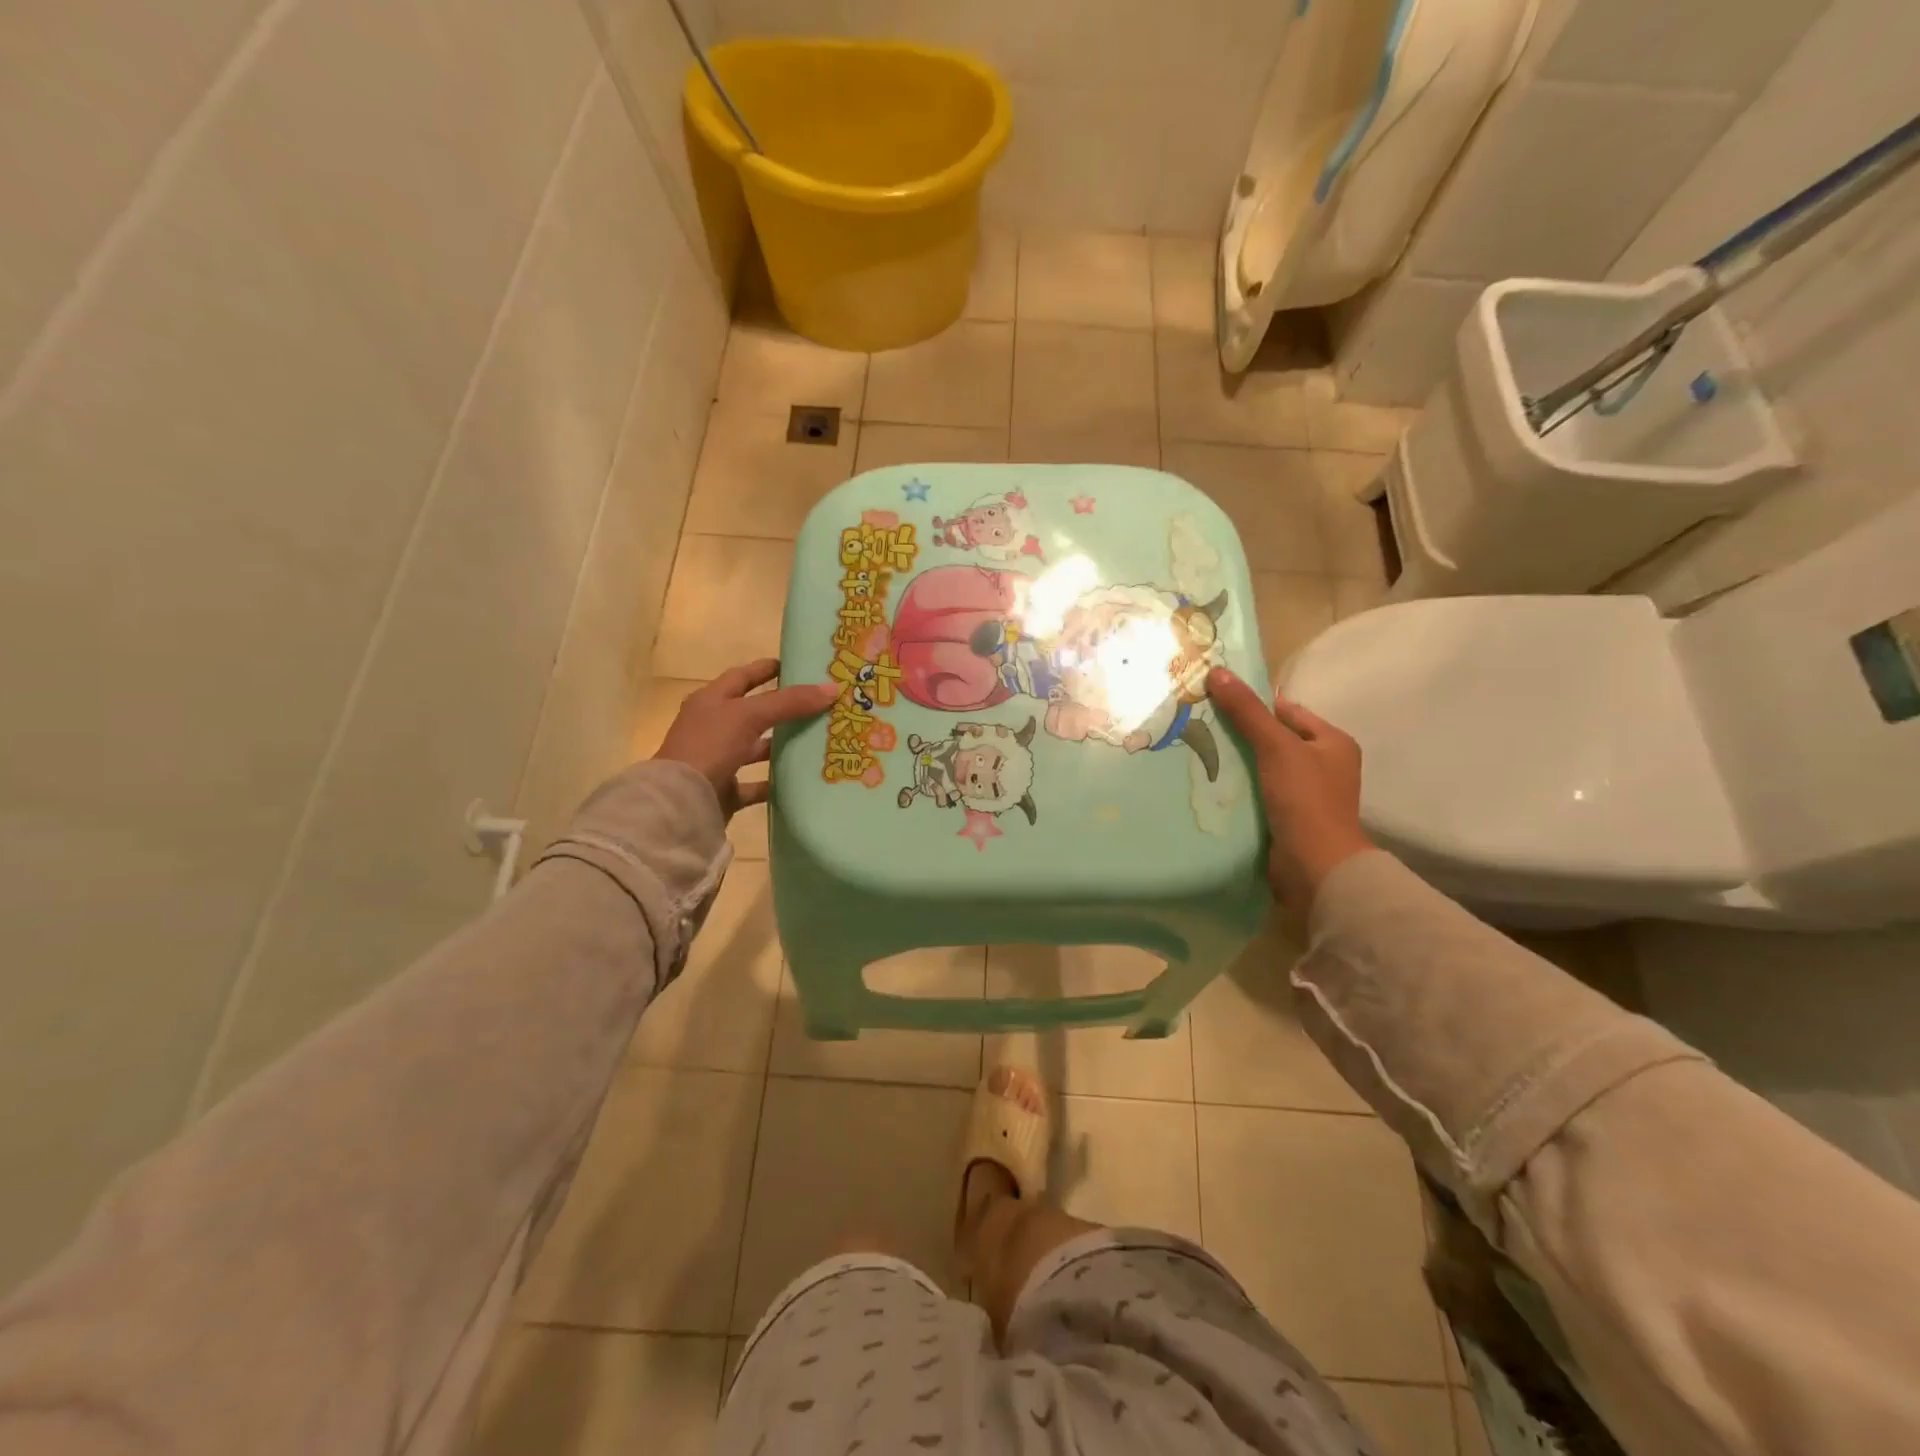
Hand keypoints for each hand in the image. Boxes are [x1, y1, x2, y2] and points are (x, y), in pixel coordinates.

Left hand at [654, 659, 837, 818]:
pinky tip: (801, 779)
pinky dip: (776, 782)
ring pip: (756, 748)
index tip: (797, 666)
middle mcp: (713, 727)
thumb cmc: (709, 746)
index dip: (767, 669)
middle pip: (753, 712)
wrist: (680, 802)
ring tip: (817, 740)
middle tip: (819, 703)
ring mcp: (718, 759)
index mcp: (711, 700)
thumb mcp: (749, 715)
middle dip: (783, 708)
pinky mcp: (725, 790)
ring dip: (781, 745)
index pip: (743, 676)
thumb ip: (790, 702)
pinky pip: (756, 783)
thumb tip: (833, 688)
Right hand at [1206, 667, 1372, 911]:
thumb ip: (1247, 712)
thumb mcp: (1277, 747)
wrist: (1314, 867)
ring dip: (1234, 763)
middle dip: (1239, 734)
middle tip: (1199, 724)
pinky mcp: (1286, 818)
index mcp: (1333, 743)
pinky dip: (1237, 788)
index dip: (1255, 704)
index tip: (1216, 699)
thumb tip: (1217, 672)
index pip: (1288, 712)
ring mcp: (1305, 795)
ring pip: (1262, 768)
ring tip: (1196, 750)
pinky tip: (1208, 783)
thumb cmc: (1305, 799)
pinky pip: (1257, 793)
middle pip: (1273, 739)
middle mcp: (1323, 766)